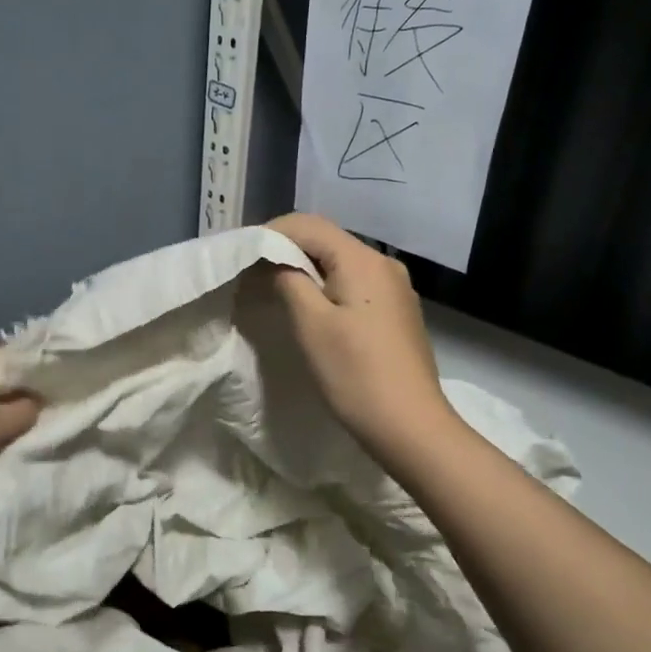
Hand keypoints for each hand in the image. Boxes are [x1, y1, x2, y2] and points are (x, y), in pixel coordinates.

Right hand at [264, 213, 458, 468]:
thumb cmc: (355, 374)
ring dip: (305, 271)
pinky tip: (310, 310)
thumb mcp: (310, 324)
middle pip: (326, 241)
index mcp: (363, 260)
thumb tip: (274, 260)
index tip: (241, 255)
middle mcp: (384, 264)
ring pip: (340, 264)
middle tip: (251, 273)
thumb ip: (288, 280)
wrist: (410, 426)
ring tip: (274, 291)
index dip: (270, 233)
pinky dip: (327, 288)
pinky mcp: (397, 312)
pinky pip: (355, 286)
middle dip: (286, 250)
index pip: (309, 225)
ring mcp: (395, 289)